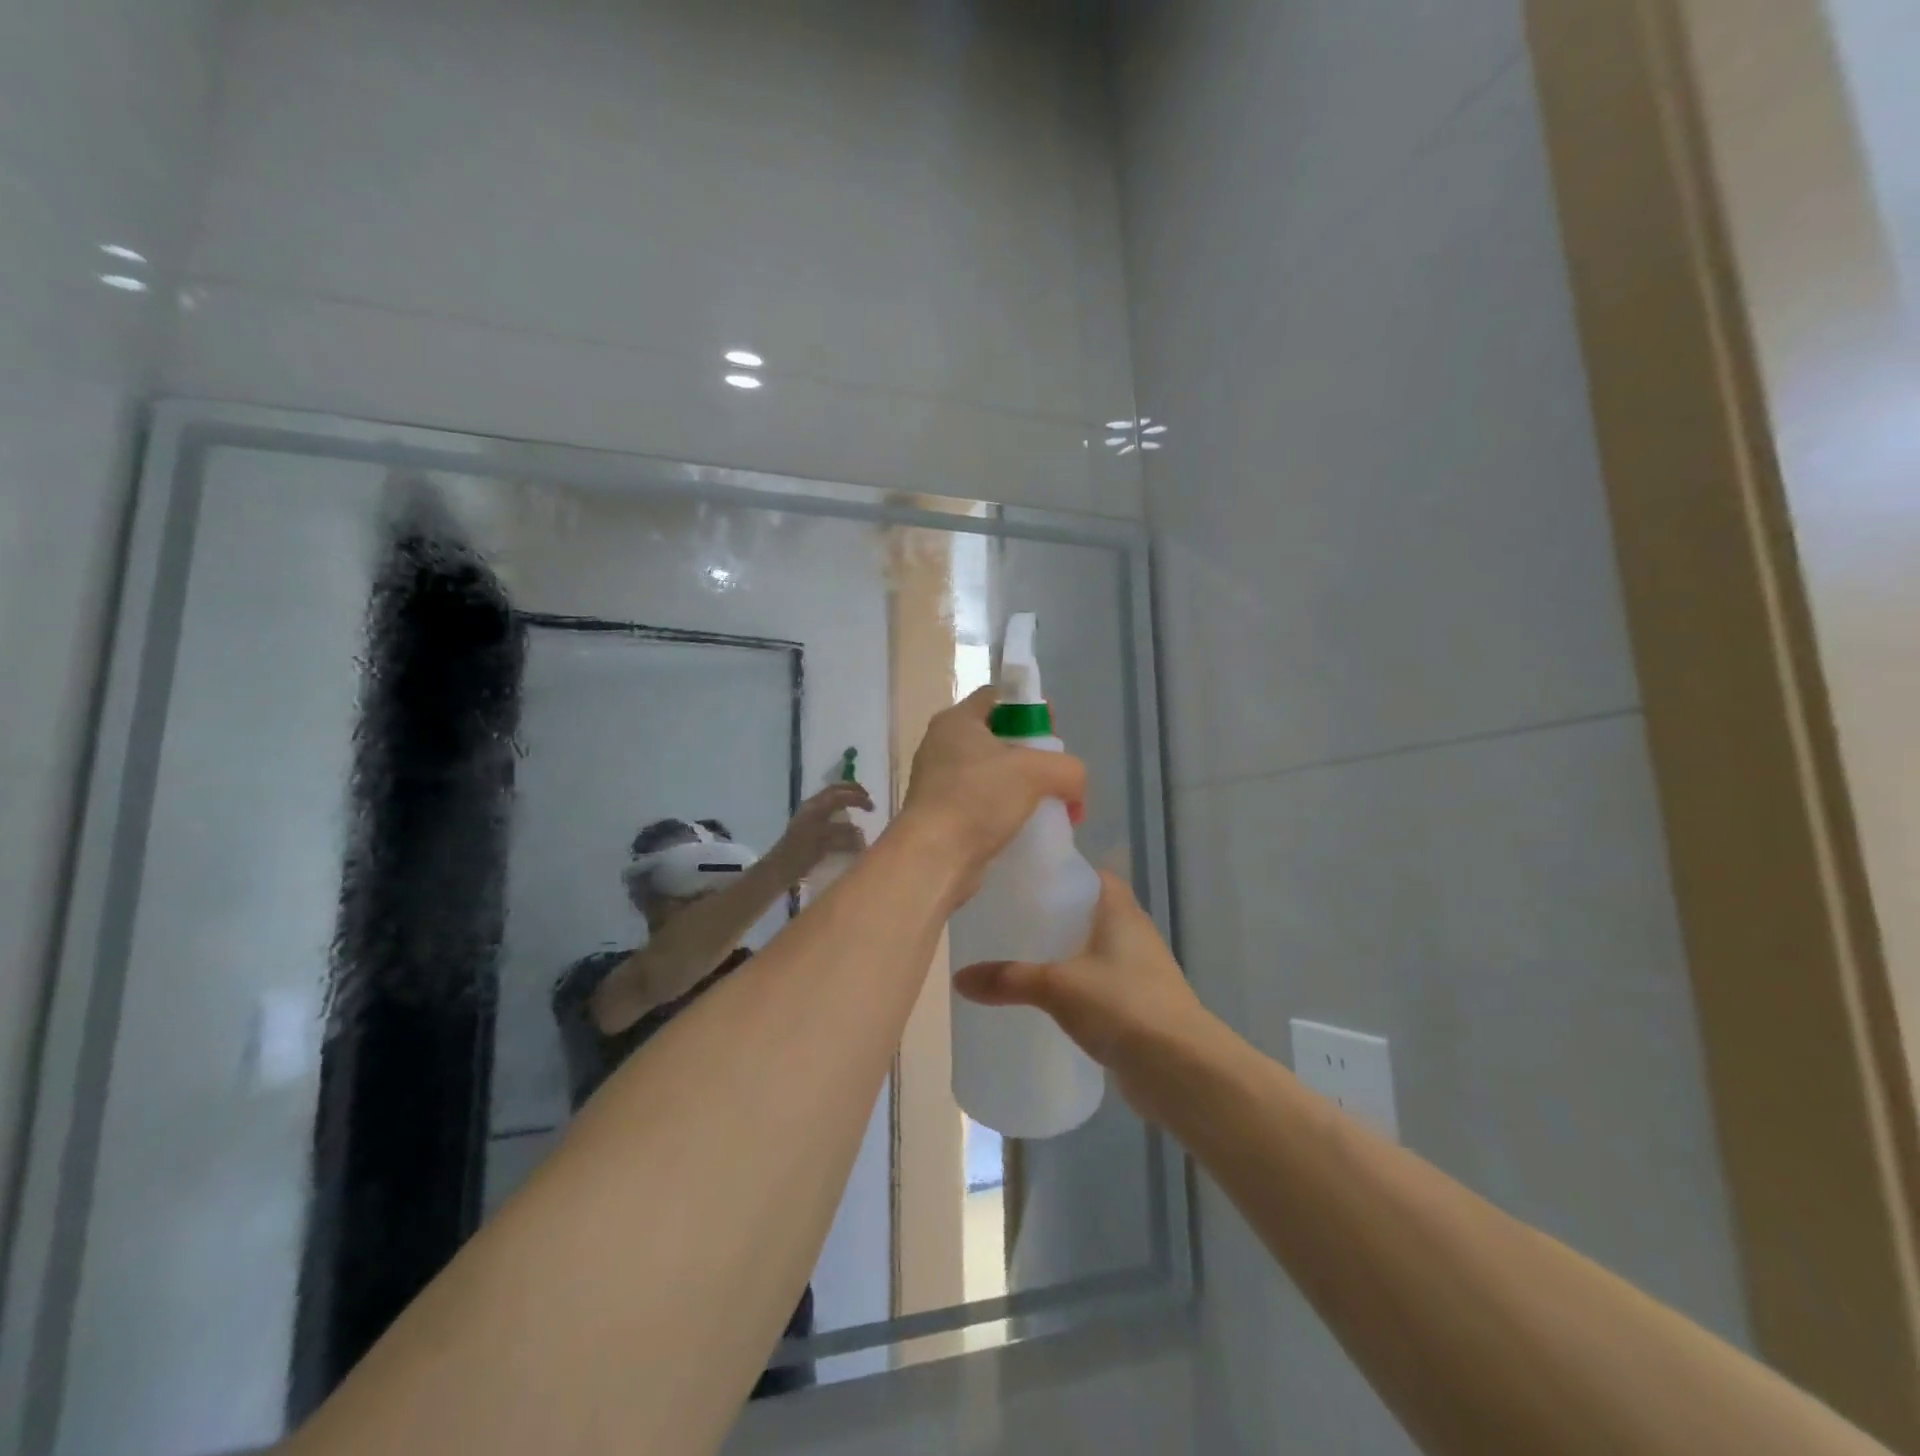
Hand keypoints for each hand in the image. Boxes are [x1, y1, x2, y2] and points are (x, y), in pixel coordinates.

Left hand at [771, 781, 873, 874]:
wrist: (779, 869)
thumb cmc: (800, 854)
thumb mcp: (824, 843)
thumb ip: (844, 836)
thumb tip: (861, 834)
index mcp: (815, 807)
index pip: (839, 794)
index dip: (857, 797)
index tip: (872, 807)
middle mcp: (812, 808)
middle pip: (835, 793)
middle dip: (853, 793)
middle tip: (869, 800)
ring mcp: (809, 817)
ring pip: (831, 802)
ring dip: (846, 801)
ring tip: (860, 809)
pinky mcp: (809, 829)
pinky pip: (828, 814)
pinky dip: (840, 814)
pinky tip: (847, 825)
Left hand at [899, 687, 1086, 895]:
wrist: (934, 858)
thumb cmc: (978, 799)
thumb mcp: (1037, 772)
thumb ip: (1068, 770)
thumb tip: (1075, 792)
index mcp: (956, 721)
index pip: (998, 696)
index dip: (1030, 706)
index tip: (1054, 730)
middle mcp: (943, 746)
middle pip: (999, 736)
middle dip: (1032, 753)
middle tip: (1056, 772)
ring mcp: (939, 782)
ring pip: (992, 774)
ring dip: (1021, 787)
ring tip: (1048, 804)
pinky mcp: (943, 816)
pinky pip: (983, 804)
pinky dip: (1006, 812)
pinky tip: (1028, 827)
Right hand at [953, 872, 1213, 1121]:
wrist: (1182, 1070)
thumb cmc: (1122, 1005)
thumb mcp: (1057, 986)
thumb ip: (1008, 979)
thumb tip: (959, 980)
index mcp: (1120, 911)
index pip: (1092, 875)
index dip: (1062, 873)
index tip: (1025, 880)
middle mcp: (1135, 934)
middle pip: (1090, 913)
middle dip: (1056, 916)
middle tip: (1012, 921)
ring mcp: (1141, 972)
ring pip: (1096, 952)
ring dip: (1068, 955)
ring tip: (1023, 960)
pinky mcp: (1141, 1008)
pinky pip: (1102, 987)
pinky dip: (1079, 989)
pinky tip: (1051, 1004)